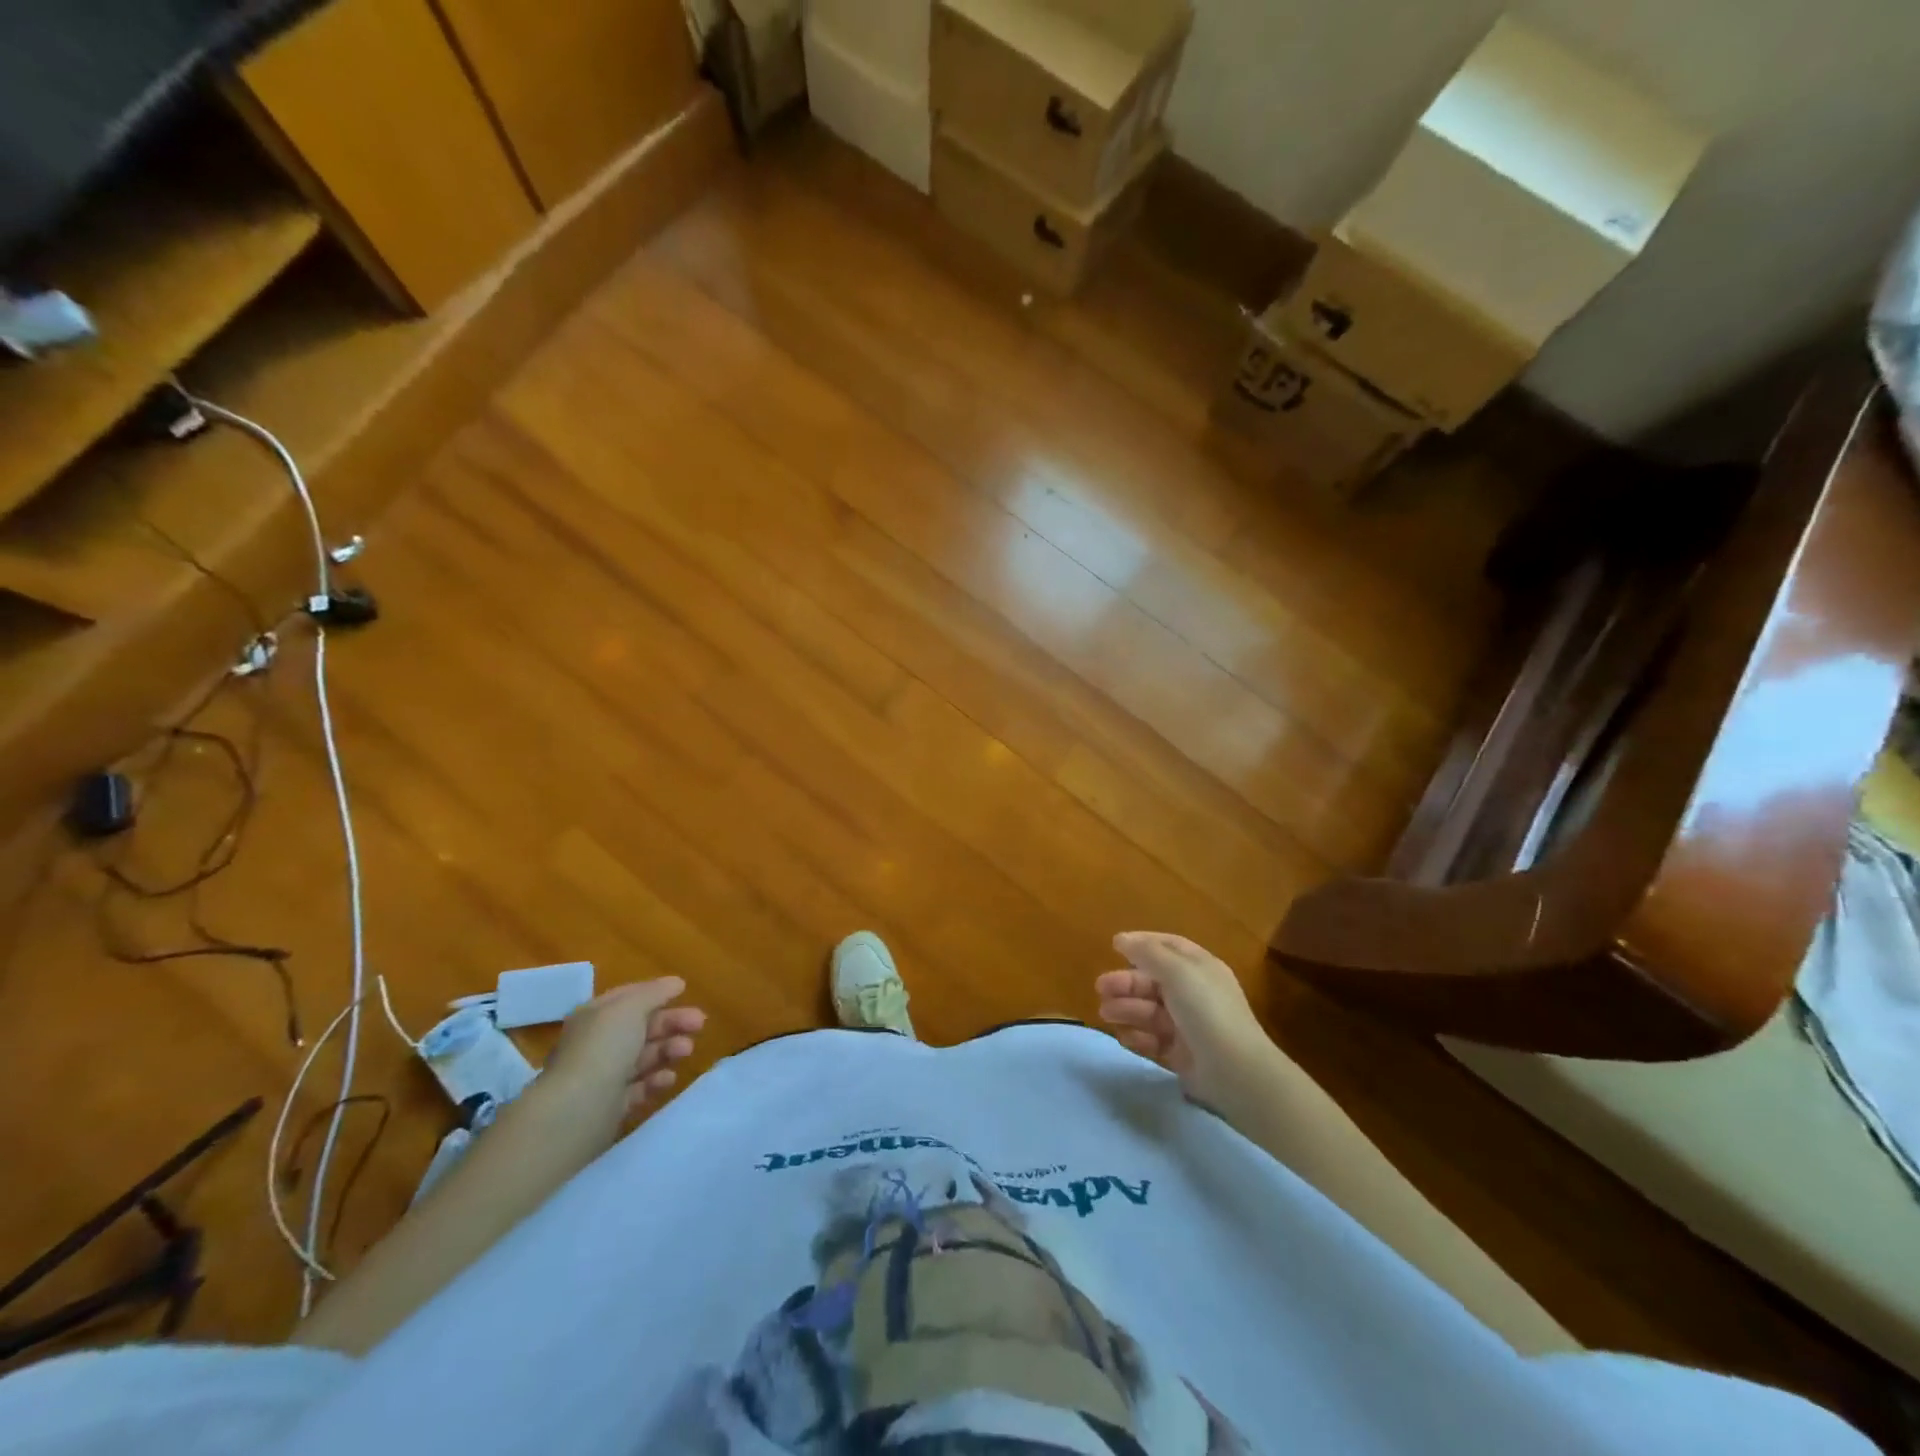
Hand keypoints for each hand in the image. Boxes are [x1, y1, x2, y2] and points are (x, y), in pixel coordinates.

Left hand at [549, 977, 706, 1115]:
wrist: (577, 1109)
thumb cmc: (604, 1047)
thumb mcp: (631, 1007)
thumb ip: (655, 992)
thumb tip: (676, 983)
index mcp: (595, 1016)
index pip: (629, 998)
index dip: (657, 993)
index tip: (685, 992)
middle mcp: (597, 1043)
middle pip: (641, 1027)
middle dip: (671, 1023)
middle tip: (700, 1024)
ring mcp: (602, 1075)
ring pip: (642, 1057)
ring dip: (668, 1050)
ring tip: (686, 1051)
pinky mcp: (610, 1106)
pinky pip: (638, 1088)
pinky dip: (656, 1081)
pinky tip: (669, 1078)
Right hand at [1096, 933, 1277, 1106]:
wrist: (1235, 1070)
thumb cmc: (1206, 1010)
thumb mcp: (1176, 971)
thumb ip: (1147, 952)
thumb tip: (1121, 939)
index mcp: (1200, 968)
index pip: (1169, 947)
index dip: (1142, 943)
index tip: (1114, 946)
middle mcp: (1195, 993)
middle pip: (1154, 981)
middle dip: (1126, 982)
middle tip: (1100, 988)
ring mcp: (1189, 1026)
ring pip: (1150, 1011)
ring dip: (1127, 1009)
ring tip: (1105, 1014)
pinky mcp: (1183, 1055)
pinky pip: (1154, 1041)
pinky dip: (1138, 1037)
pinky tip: (1124, 1037)